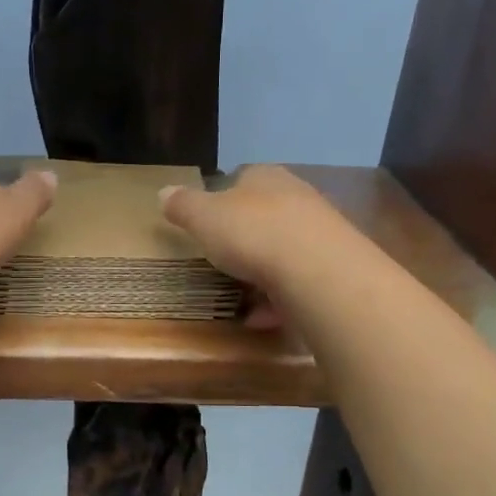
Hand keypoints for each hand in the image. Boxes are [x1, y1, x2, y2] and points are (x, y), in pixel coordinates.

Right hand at [159, 165, 350, 327]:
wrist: (317, 270)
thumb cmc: (252, 234)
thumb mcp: (203, 217)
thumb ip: (183, 206)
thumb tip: (163, 192)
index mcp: (265, 178)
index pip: (242, 179)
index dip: (222, 200)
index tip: (207, 224)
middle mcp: (297, 198)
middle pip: (266, 215)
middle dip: (245, 238)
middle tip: (221, 261)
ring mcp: (320, 234)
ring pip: (284, 250)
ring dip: (262, 273)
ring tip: (238, 296)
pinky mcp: (332, 269)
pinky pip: (297, 283)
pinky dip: (277, 300)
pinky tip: (261, 318)